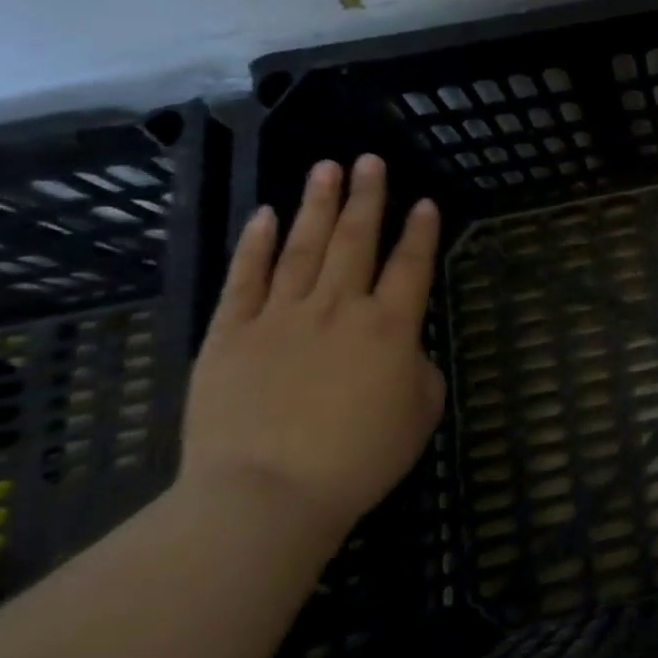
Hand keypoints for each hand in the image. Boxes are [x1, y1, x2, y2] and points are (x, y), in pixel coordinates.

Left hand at [178, 155, 444, 549]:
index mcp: (390, 327)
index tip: (424, 201)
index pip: (411, 265)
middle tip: (370, 160)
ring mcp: (282, 316)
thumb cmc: (356, 460)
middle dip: (367, 196)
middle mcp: (339, 307)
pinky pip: (246, 279)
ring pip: (304, 247)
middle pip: (357, 239)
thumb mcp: (420, 415)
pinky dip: (256, 244)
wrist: (265, 497)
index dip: (420, 231)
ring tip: (327, 168)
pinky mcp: (232, 334)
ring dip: (317, 204)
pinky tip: (266, 215)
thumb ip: (420, 370)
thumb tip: (404, 349)